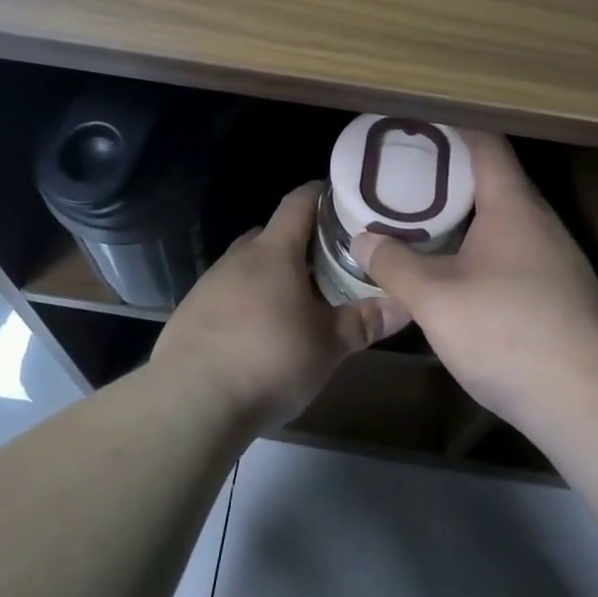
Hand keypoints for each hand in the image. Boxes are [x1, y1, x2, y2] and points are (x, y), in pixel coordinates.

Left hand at [152, 182, 403, 429]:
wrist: (191, 401)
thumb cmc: (269, 360)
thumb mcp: (328, 345)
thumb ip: (366, 321)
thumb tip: (406, 304)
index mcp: (274, 251)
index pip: (299, 202)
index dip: (321, 195)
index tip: (344, 200)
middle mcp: (239, 257)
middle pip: (273, 234)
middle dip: (301, 242)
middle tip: (331, 261)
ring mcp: (210, 283)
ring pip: (249, 265)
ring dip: (273, 274)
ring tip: (299, 300)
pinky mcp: (191, 312)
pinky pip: (228, 293)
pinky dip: (248, 301)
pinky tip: (260, 332)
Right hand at [352, 131, 597, 432]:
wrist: (585, 400)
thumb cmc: (505, 331)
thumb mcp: (434, 298)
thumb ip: (394, 264)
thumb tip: (364, 238)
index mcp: (513, 205)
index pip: (486, 145)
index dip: (453, 129)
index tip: (418, 127)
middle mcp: (540, 221)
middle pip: (496, 180)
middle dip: (452, 174)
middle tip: (408, 177)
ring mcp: (557, 257)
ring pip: (507, 219)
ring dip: (469, 215)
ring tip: (426, 221)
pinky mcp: (562, 291)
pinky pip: (517, 250)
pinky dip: (485, 246)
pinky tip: (460, 271)